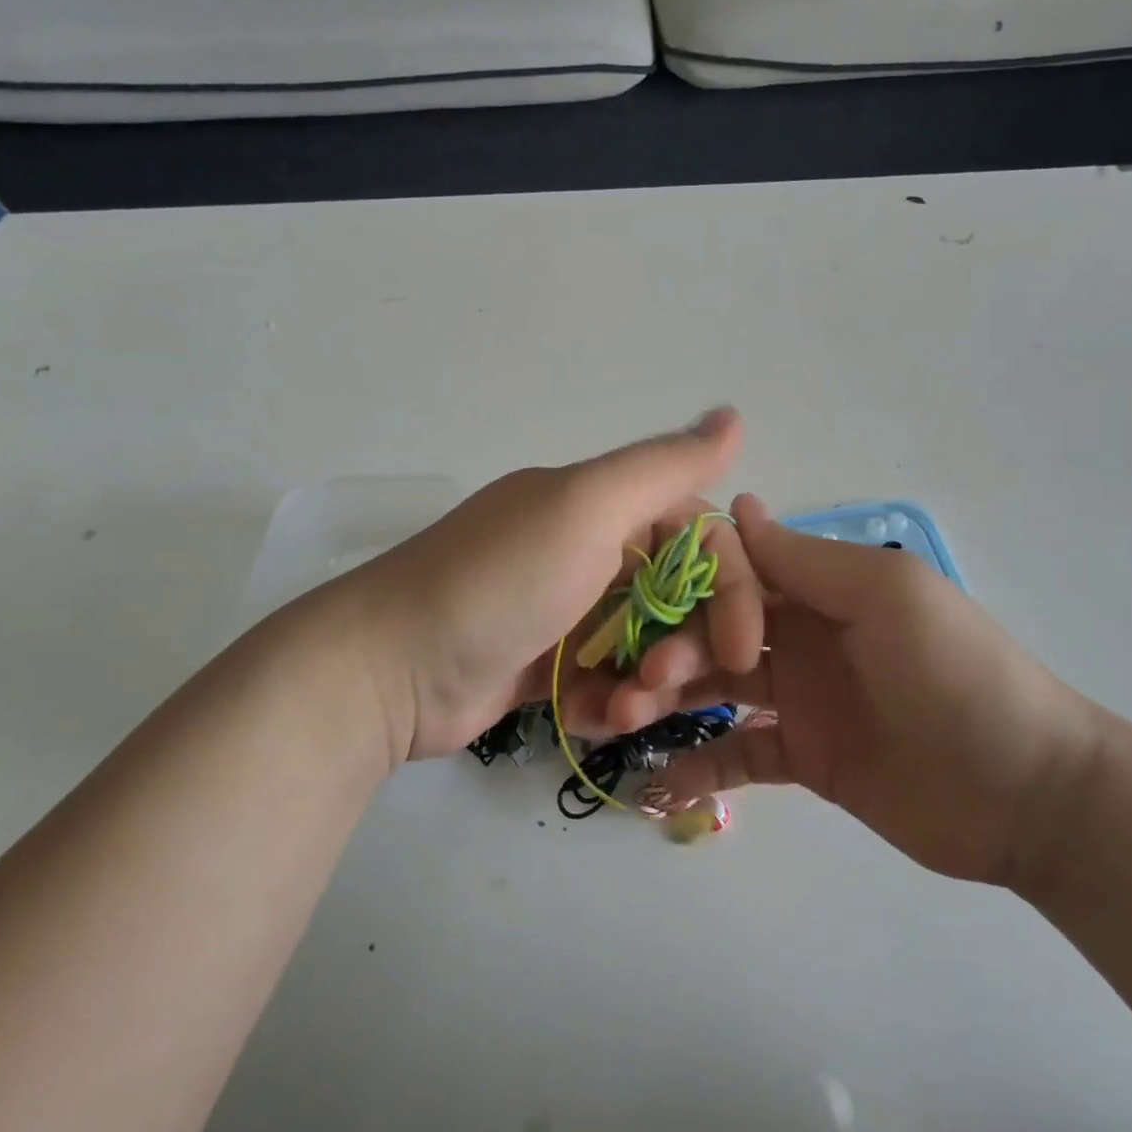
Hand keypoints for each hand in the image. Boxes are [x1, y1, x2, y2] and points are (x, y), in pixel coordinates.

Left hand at [333, 409, 765, 762]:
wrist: (388, 668)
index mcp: (603, 504)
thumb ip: (665, 466)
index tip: (743, 646)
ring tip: (625, 711)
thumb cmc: (499, 582)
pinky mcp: (545, 662)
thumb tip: (735, 414)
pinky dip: (609, 699)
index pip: (700, 533)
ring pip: (646, 642)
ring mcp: (565, 607)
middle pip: (678, 593)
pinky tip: (590, 717)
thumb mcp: (586, 509)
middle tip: (666, 682)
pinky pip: (606, 678)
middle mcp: (588, 546)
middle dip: (688, 642)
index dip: (732, 586)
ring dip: (651, 680)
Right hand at [640, 496, 1104, 888]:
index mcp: (820, 588)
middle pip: (716, 630)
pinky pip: (740, 755)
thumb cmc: (956, 674)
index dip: (688, 581)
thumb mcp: (885, 597)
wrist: (1028, 794)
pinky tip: (660, 779)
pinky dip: (701, 764)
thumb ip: (806, 559)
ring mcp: (801, 698)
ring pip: (717, 688)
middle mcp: (802, 635)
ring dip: (672, 699)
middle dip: (674, 647)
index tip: (642, 597)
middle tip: (644, 679)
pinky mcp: (804, 758)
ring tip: (629, 720)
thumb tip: (735, 505)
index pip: (737, 570)